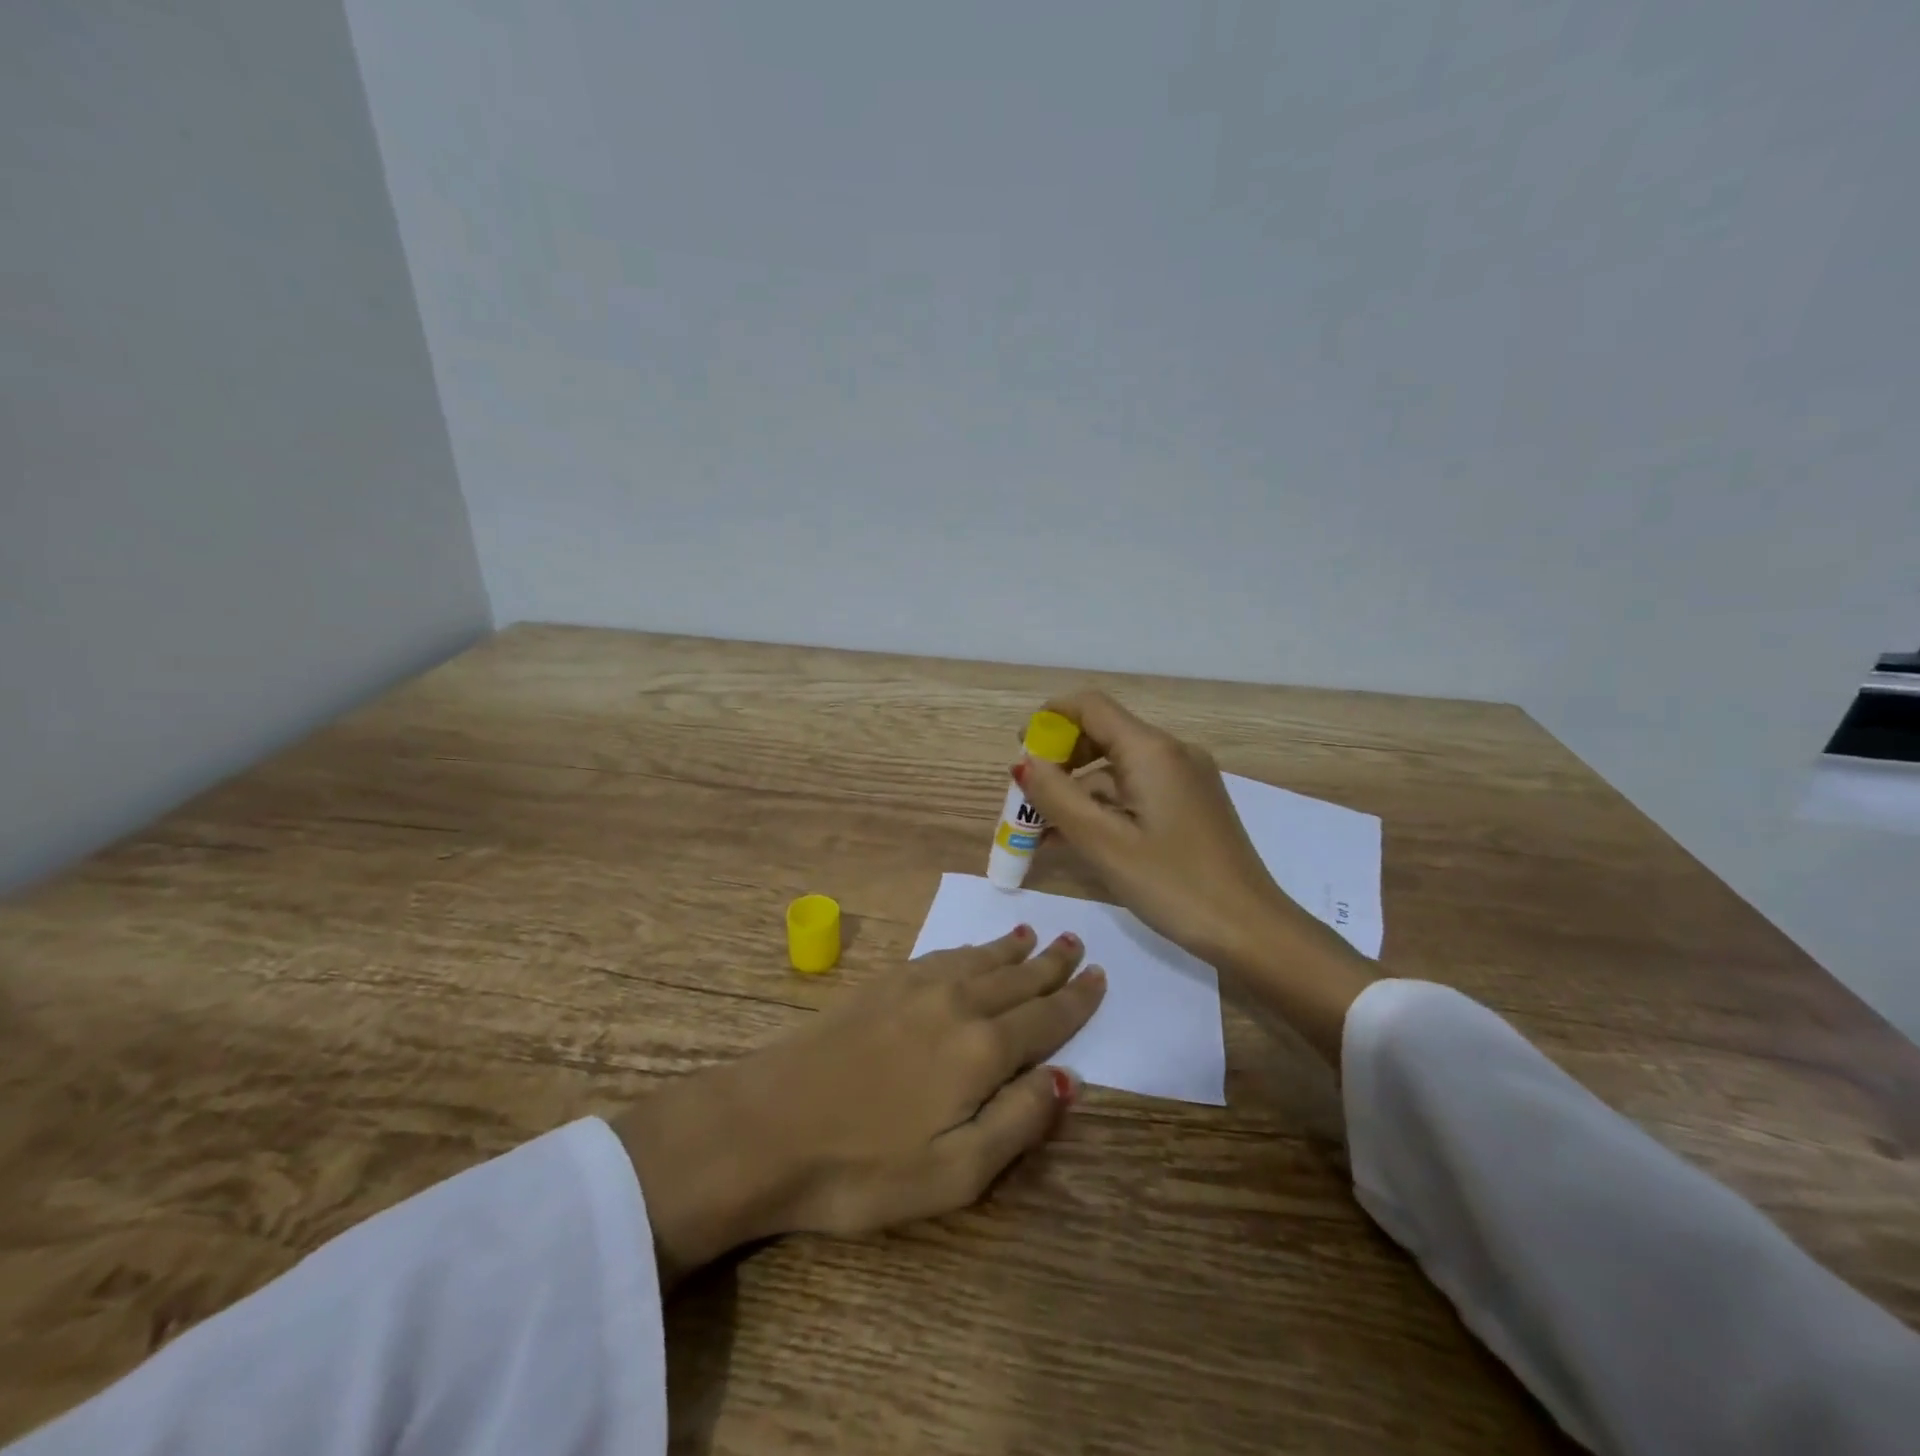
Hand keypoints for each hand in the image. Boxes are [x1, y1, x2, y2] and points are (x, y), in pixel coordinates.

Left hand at [612, 927, 1103, 1286]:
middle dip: (1051, 964)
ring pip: (980, 961)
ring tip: (1034, 935)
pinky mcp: (881, 984)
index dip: (1076, 1000)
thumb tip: (1067, 1078)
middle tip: (1076, 943)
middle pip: (1017, 979)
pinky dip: (969, 950)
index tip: (1099, 977)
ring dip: (1012, 950)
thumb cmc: (862, 1167)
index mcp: (981, 1050)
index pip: (1045, 1019)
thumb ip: (1017, 1122)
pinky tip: (971, 952)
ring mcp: (915, 988)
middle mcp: (957, 1005)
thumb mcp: (953, 1175)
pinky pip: (942, 956)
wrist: (765, 1125)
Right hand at [1015, 691, 1371, 1064]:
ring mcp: (1185, 780)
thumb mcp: (1104, 844)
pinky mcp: (1191, 805)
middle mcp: (1171, 753)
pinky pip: (1136, 792)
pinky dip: (1104, 808)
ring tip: (1043, 831)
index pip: (1090, 706)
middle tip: (1028, 798)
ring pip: (1117, 769)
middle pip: (1103, 734)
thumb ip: (1057, 798)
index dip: (1049, 719)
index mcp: (1152, 751)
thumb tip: (1024, 762)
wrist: (1253, 931)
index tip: (1020, 749)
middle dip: (1059, 760)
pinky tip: (1078, 840)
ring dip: (1078, 791)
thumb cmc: (1174, 885)